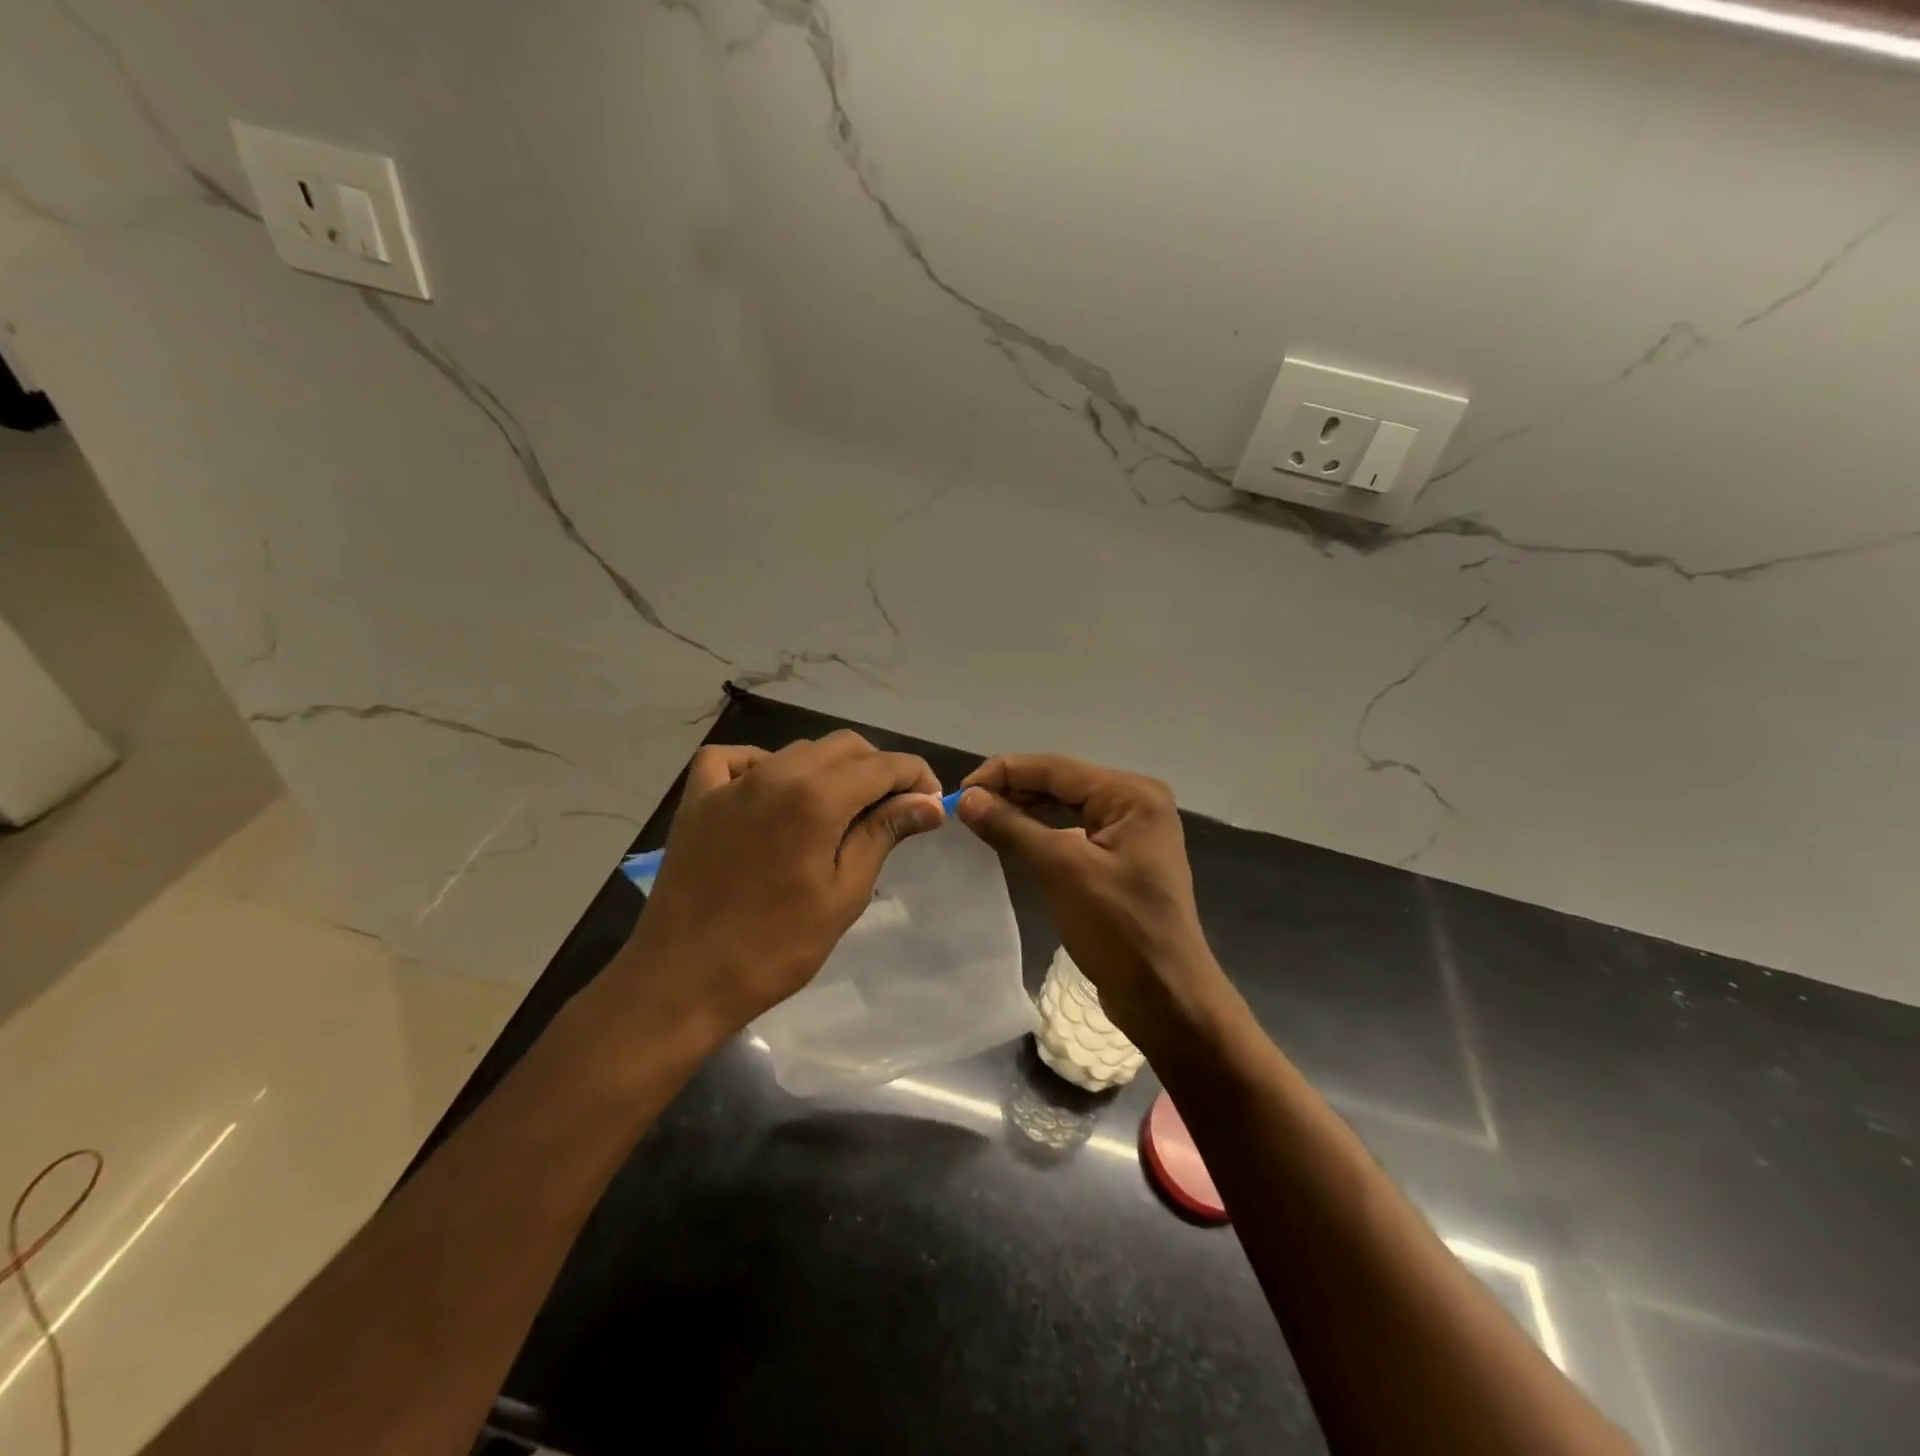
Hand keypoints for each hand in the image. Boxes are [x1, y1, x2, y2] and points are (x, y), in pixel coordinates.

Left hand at [616, 732, 944, 1045]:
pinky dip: (760, 764)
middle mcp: (776, 773)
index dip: (916, 776)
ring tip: (838, 809)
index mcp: (817, 797)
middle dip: (877, 769)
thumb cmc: (776, 946)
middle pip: (844, 747)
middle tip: (892, 809)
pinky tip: (768, 789)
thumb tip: (928, 803)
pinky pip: (734, 759)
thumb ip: (884, 834)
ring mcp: (731, 782)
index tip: (930, 802)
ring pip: (796, 750)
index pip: (884, 765)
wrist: (683, 979)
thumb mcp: (844, 893)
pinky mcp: (698, 798)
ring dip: (829, 769)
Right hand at [956, 754, 1223, 1046]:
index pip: (1056, 768)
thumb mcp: (1062, 870)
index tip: (960, 791)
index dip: (1004, 773)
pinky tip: (1012, 839)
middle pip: (1061, 783)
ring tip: (981, 820)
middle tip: (965, 808)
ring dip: (1024, 811)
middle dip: (1013, 791)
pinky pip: (1073, 832)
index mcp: (1131, 794)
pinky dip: (1041, 833)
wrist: (1166, 998)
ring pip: (1065, 807)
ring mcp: (1130, 832)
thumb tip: (967, 799)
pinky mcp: (1121, 859)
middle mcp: (1134, 803)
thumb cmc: (1119, 928)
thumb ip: (1013, 827)